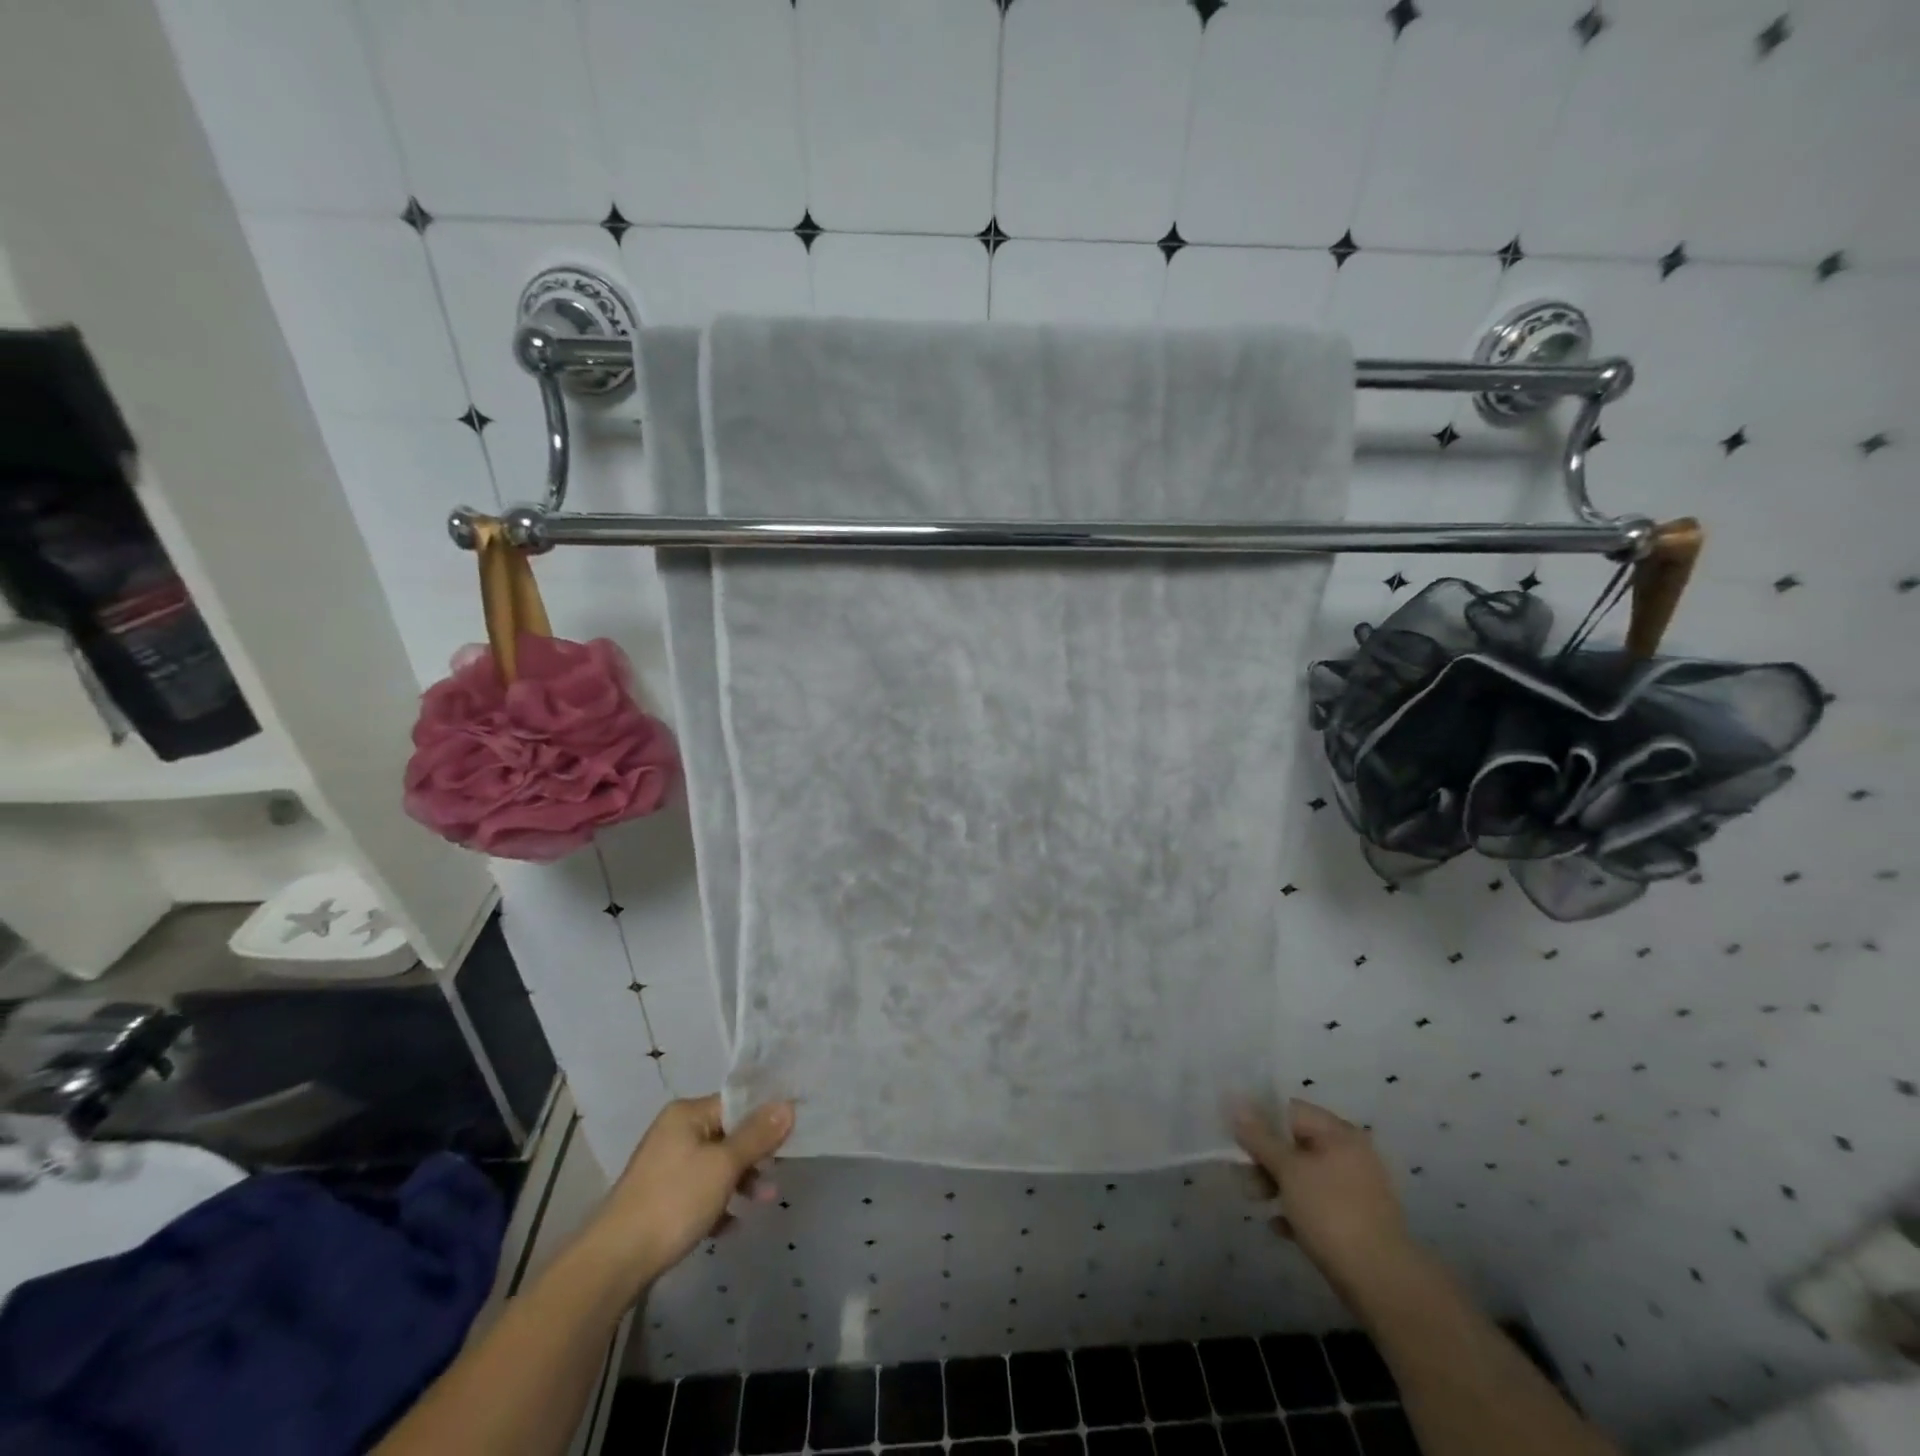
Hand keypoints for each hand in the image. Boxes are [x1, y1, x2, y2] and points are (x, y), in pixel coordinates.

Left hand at [582, 1094, 793, 1297]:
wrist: (615, 1262)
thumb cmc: (674, 1201)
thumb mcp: (724, 1165)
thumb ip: (757, 1135)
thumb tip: (787, 1105)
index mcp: (686, 1114)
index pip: (735, 1104)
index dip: (764, 1118)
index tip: (790, 1135)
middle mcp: (674, 1132)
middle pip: (727, 1134)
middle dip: (754, 1155)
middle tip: (777, 1174)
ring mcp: (664, 1166)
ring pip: (714, 1165)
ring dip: (740, 1181)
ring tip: (764, 1202)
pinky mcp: (659, 1199)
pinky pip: (699, 1192)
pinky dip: (717, 1204)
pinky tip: (730, 1226)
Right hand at [1234, 1098, 1411, 1297]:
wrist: (1382, 1283)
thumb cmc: (1331, 1213)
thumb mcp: (1288, 1170)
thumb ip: (1260, 1137)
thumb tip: (1237, 1104)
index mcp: (1338, 1133)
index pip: (1290, 1111)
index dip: (1260, 1121)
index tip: (1238, 1141)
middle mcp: (1350, 1154)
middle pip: (1296, 1143)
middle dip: (1266, 1159)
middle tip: (1244, 1178)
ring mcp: (1355, 1189)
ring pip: (1305, 1176)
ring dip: (1277, 1185)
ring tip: (1256, 1202)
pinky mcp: (1356, 1220)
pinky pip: (1317, 1204)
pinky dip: (1297, 1210)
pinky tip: (1279, 1227)